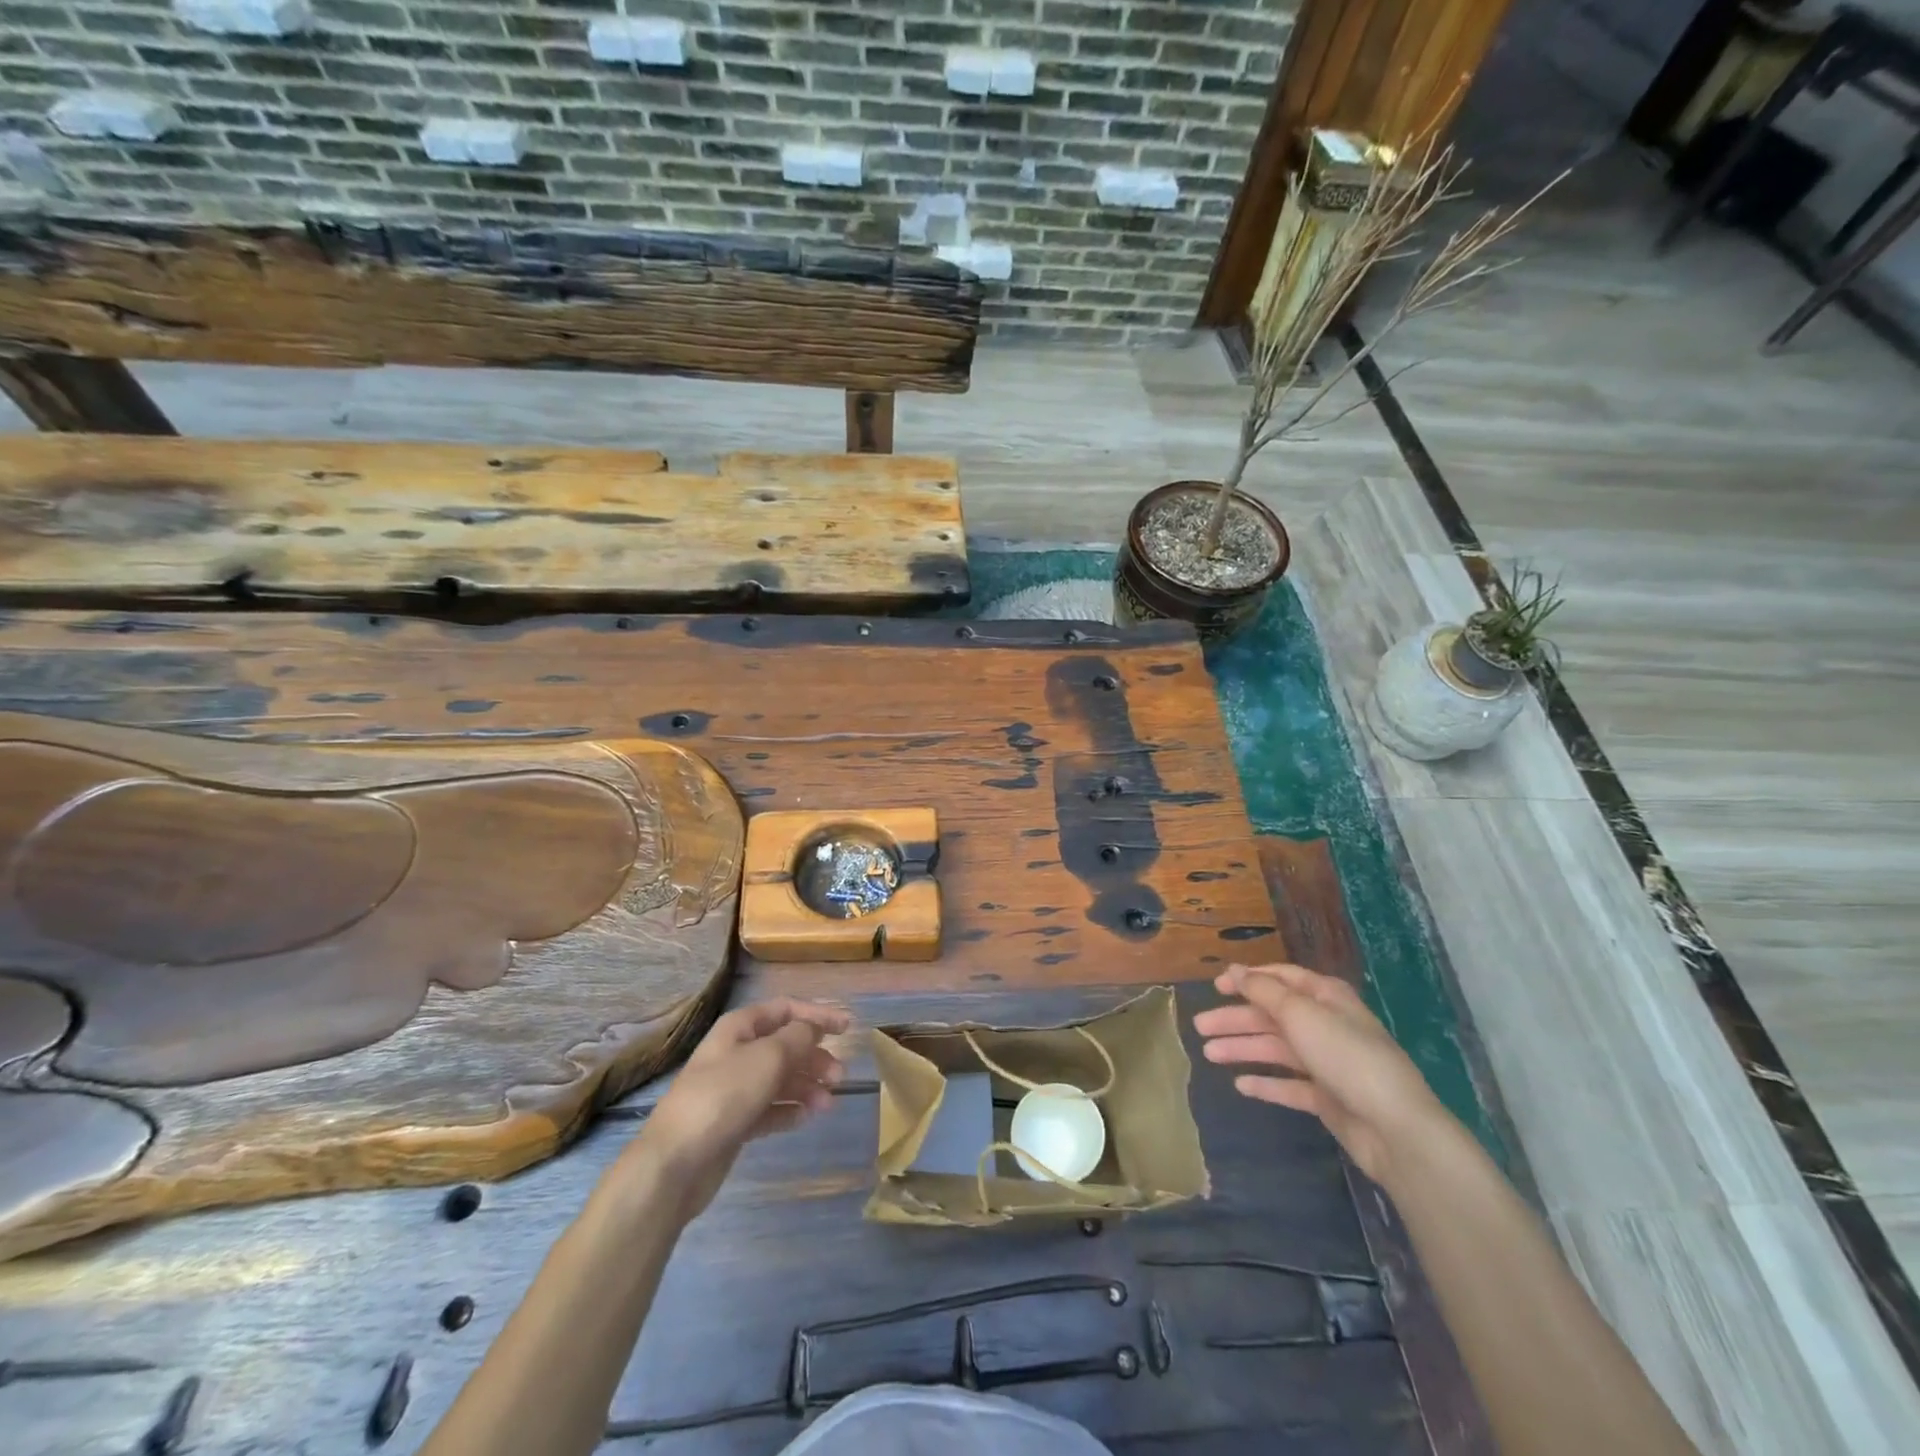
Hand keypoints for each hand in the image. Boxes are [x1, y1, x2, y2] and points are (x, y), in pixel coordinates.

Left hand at [623, 997, 849, 1219]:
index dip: (817, 1015)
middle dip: (814, 1057)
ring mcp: (732, 1089)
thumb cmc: (723, 1096)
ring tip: (827, 1104)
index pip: (785, 1009)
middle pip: (784, 1046)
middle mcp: (735, 1053)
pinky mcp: (732, 1122)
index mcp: (739, 1028)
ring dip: (806, 1086)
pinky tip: (806, 1118)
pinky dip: (789, 1111)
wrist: (675, 1163)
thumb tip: (813, 1028)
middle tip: (839, 1076)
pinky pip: (769, 1109)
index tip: (847, 1028)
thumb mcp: (768, 1057)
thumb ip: (798, 1038)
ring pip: (779, 1079)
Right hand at [1193, 963, 1443, 1183]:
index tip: (1215, 987)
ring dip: (1243, 1049)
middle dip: (1236, 1019)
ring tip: (1209, 1055)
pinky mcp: (1328, 1098)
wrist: (1395, 1129)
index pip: (1281, 979)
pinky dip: (1266, 1083)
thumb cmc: (1346, 1057)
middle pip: (1272, 1015)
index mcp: (1326, 997)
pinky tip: (1241, 1085)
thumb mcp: (1300, 1014)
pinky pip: (1289, 1085)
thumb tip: (1235, 970)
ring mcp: (1328, 1063)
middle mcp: (1326, 1025)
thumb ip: (1263, 991)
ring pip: (1276, 1049)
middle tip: (1199, 1027)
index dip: (1247, 979)